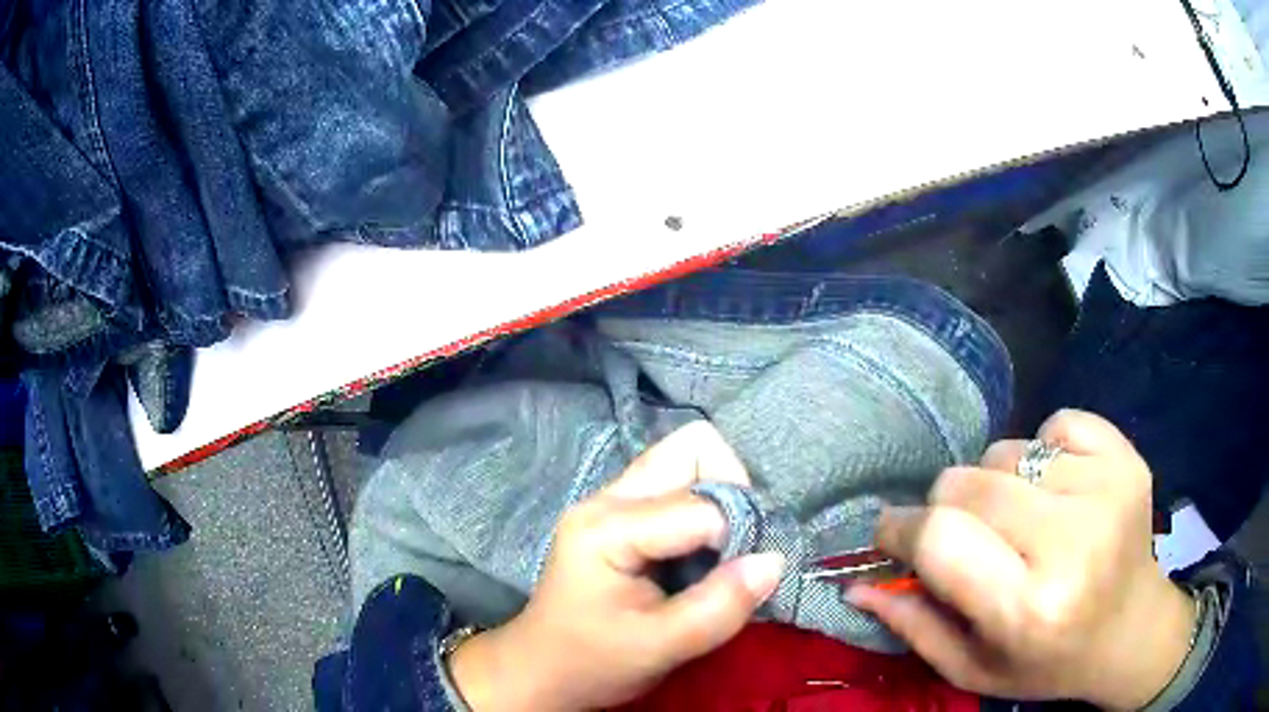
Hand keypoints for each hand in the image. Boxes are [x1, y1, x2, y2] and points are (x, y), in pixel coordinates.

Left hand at [450, 421, 784, 710]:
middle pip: (692, 449)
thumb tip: (775, 560)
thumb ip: (721, 605)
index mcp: (607, 527)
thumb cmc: (592, 662)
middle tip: (735, 549)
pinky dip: (704, 509)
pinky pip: (677, 485)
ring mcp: (611, 500)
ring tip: (719, 552)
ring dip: (719, 498)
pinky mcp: (621, 513)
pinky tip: (699, 553)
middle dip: (731, 490)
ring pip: (686, 460)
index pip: (700, 504)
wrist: (542, 670)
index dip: (738, 534)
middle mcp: (607, 498)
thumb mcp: (661, 647)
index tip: (746, 575)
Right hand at [848, 410, 1196, 709]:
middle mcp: (1072, 543)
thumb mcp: (973, 667)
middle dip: (947, 506)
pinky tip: (1059, 490)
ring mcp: (1106, 489)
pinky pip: (1057, 424)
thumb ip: (914, 625)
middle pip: (969, 482)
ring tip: (1022, 521)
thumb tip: (855, 585)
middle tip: (965, 537)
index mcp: (1028, 608)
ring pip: (1008, 451)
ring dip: (998, 483)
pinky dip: (1045, 452)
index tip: (892, 533)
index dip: (902, 529)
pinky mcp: (1126, 457)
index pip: (941, 538)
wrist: (1131, 629)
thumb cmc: (1048, 661)